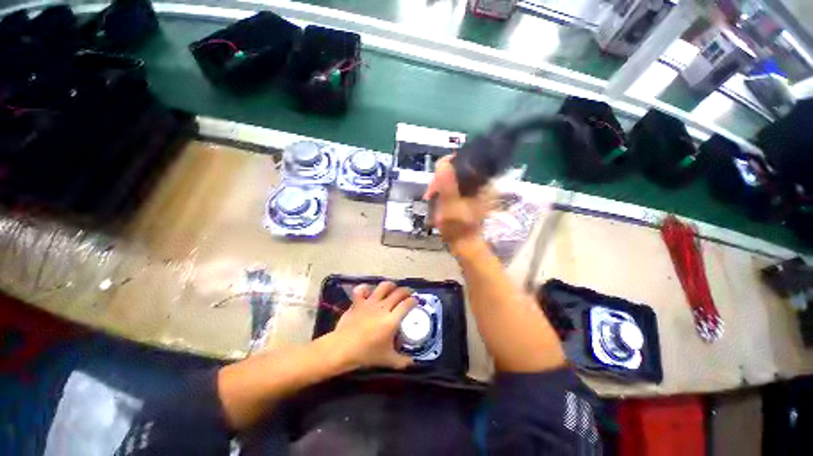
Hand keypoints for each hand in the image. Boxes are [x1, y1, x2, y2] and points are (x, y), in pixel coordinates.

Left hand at [330, 281, 417, 369]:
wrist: (343, 348)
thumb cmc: (366, 354)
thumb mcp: (387, 360)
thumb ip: (402, 361)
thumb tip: (413, 362)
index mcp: (392, 320)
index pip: (407, 304)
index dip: (414, 301)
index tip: (416, 302)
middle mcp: (383, 307)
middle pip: (398, 292)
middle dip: (406, 291)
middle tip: (408, 295)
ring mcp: (370, 302)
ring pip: (384, 286)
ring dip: (391, 286)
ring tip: (393, 289)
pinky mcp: (359, 302)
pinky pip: (362, 289)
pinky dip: (365, 288)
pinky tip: (369, 292)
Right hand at [424, 156, 491, 250]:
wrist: (464, 244)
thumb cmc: (458, 227)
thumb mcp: (451, 204)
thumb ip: (447, 184)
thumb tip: (443, 163)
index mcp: (479, 184)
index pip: (464, 162)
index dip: (446, 166)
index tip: (435, 178)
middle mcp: (479, 184)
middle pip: (457, 171)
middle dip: (440, 179)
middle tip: (430, 193)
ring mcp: (473, 192)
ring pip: (453, 180)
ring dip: (440, 186)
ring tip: (430, 197)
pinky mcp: (467, 198)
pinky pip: (454, 188)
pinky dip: (444, 192)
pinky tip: (436, 199)